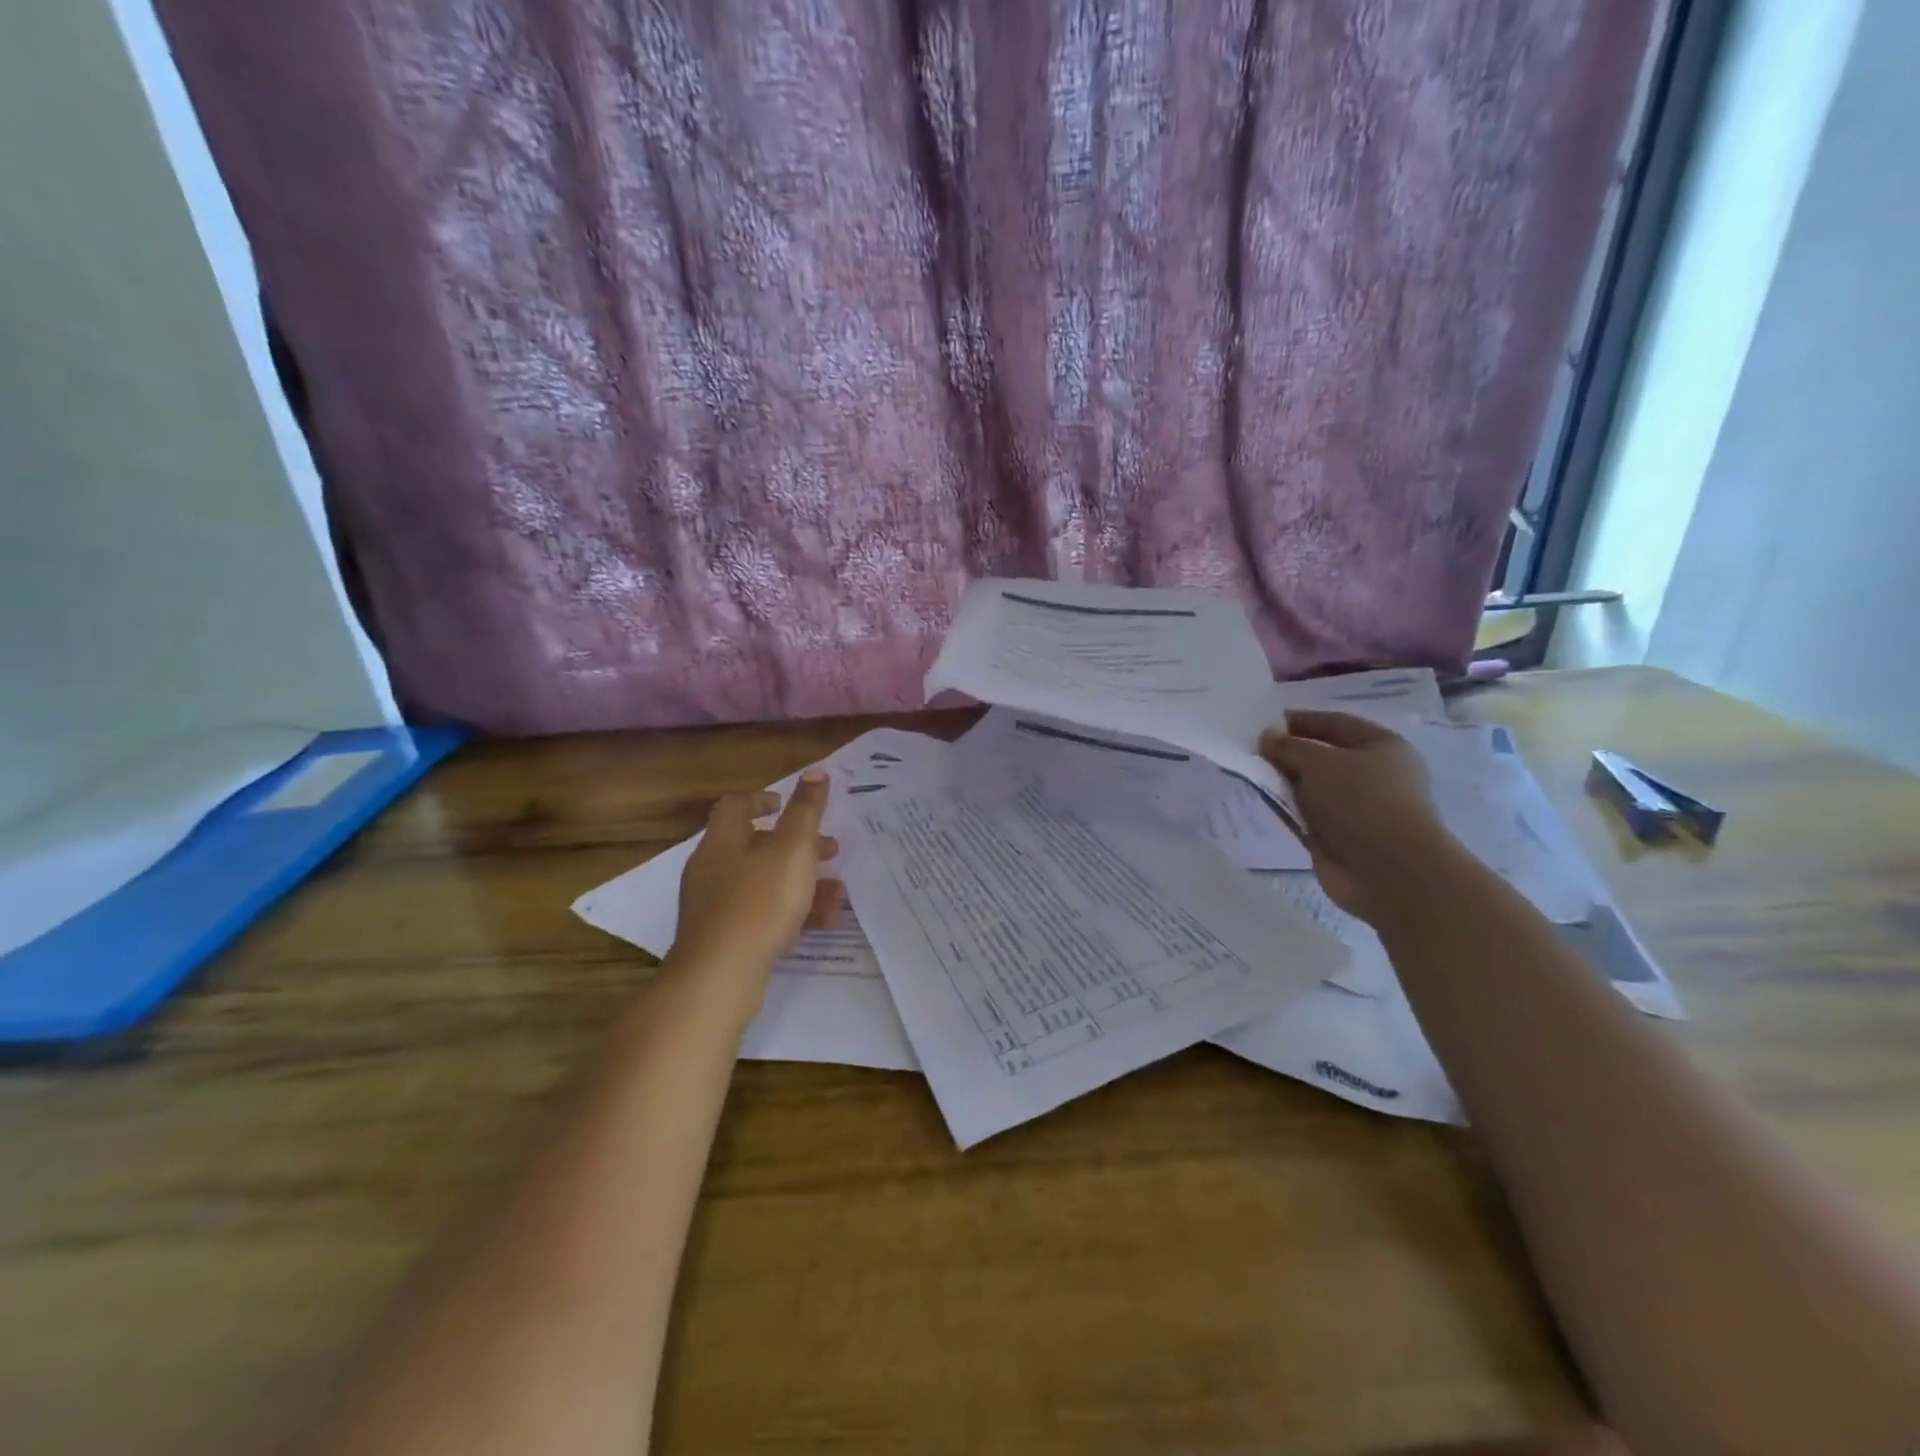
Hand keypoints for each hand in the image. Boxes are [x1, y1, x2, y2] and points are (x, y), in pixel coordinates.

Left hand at [670, 771, 840, 1005]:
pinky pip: (762, 914)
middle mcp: (713, 868)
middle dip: (797, 846)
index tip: (790, 806)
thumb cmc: (759, 902)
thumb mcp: (793, 849)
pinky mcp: (724, 938)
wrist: (720, 977)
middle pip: (756, 845)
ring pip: (764, 882)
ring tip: (838, 891)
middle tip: (831, 850)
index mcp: (723, 839)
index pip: (736, 805)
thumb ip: (806, 810)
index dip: (764, 799)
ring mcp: (715, 906)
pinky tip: (825, 922)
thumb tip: (816, 771)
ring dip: (802, 881)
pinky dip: (792, 912)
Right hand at [1260, 710, 1449, 921]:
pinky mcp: (1343, 839)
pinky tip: (1266, 806)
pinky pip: (1309, 818)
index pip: (1338, 724)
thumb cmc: (1361, 800)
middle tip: (1255, 752)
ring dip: (1288, 785)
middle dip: (1291, 754)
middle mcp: (1376, 776)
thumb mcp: (1318, 762)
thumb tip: (1267, 738)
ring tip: (1255, 777)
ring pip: (1315, 789)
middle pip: (1325, 757)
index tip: (1268, 724)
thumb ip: (1289, 747)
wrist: (1388, 870)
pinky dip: (1290, 812)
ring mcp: (1360, 810)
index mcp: (1384, 747)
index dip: (1303, 720)